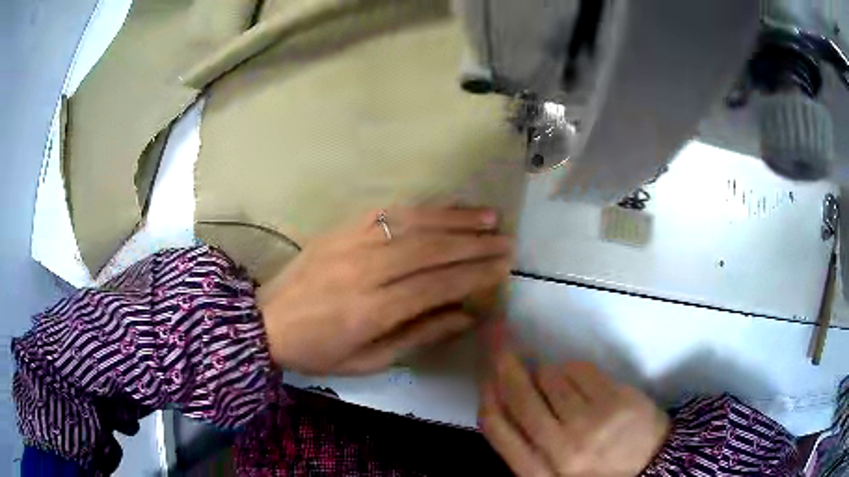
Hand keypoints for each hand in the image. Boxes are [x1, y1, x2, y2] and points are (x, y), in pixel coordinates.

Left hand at [258, 207, 513, 374]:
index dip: (473, 275)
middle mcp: (364, 270)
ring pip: (412, 224)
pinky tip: (443, 210)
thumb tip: (466, 316)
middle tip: (505, 241)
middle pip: (429, 250)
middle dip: (474, 245)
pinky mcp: (339, 229)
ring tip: (487, 218)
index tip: (503, 268)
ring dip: (454, 219)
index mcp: (370, 310)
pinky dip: (420, 209)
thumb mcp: (368, 361)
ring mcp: (349, 243)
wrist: (265, 321)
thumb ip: (418, 336)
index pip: (435, 286)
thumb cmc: (317, 351)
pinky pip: (386, 212)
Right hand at [480, 352, 669, 476]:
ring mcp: (590, 424)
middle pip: (519, 393)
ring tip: (564, 390)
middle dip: (504, 360)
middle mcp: (560, 449)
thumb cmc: (593, 467)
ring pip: (550, 376)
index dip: (486, 390)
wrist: (649, 465)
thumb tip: (499, 391)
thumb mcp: (550, 469)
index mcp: (537, 472)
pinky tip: (585, 386)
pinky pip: (578, 368)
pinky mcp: (616, 400)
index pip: (495, 425)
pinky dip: (573, 370)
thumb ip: (523, 441)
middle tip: (498, 334)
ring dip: (549, 374)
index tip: (484, 370)